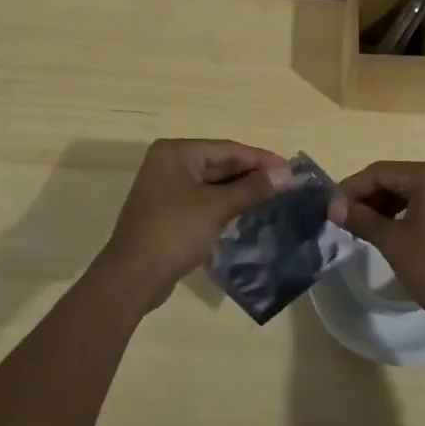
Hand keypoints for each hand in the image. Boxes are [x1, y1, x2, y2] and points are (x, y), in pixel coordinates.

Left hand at [96, 138, 292, 310]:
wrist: (133, 276)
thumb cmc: (175, 231)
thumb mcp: (217, 207)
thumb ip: (252, 189)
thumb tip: (286, 175)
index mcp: (176, 152)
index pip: (227, 149)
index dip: (261, 159)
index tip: (291, 169)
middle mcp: (169, 163)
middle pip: (219, 163)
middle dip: (252, 175)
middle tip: (287, 185)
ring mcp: (166, 188)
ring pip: (212, 183)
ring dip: (240, 191)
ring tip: (274, 198)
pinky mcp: (168, 212)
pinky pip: (203, 200)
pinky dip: (224, 205)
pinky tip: (247, 214)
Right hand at [327, 160, 424, 331]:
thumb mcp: (394, 243)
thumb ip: (362, 219)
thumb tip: (335, 208)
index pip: (378, 172)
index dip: (350, 190)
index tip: (329, 212)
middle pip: (393, 178)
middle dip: (366, 197)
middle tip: (343, 220)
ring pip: (408, 191)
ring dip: (382, 206)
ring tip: (361, 228)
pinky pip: (424, 203)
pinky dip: (402, 213)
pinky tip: (388, 232)